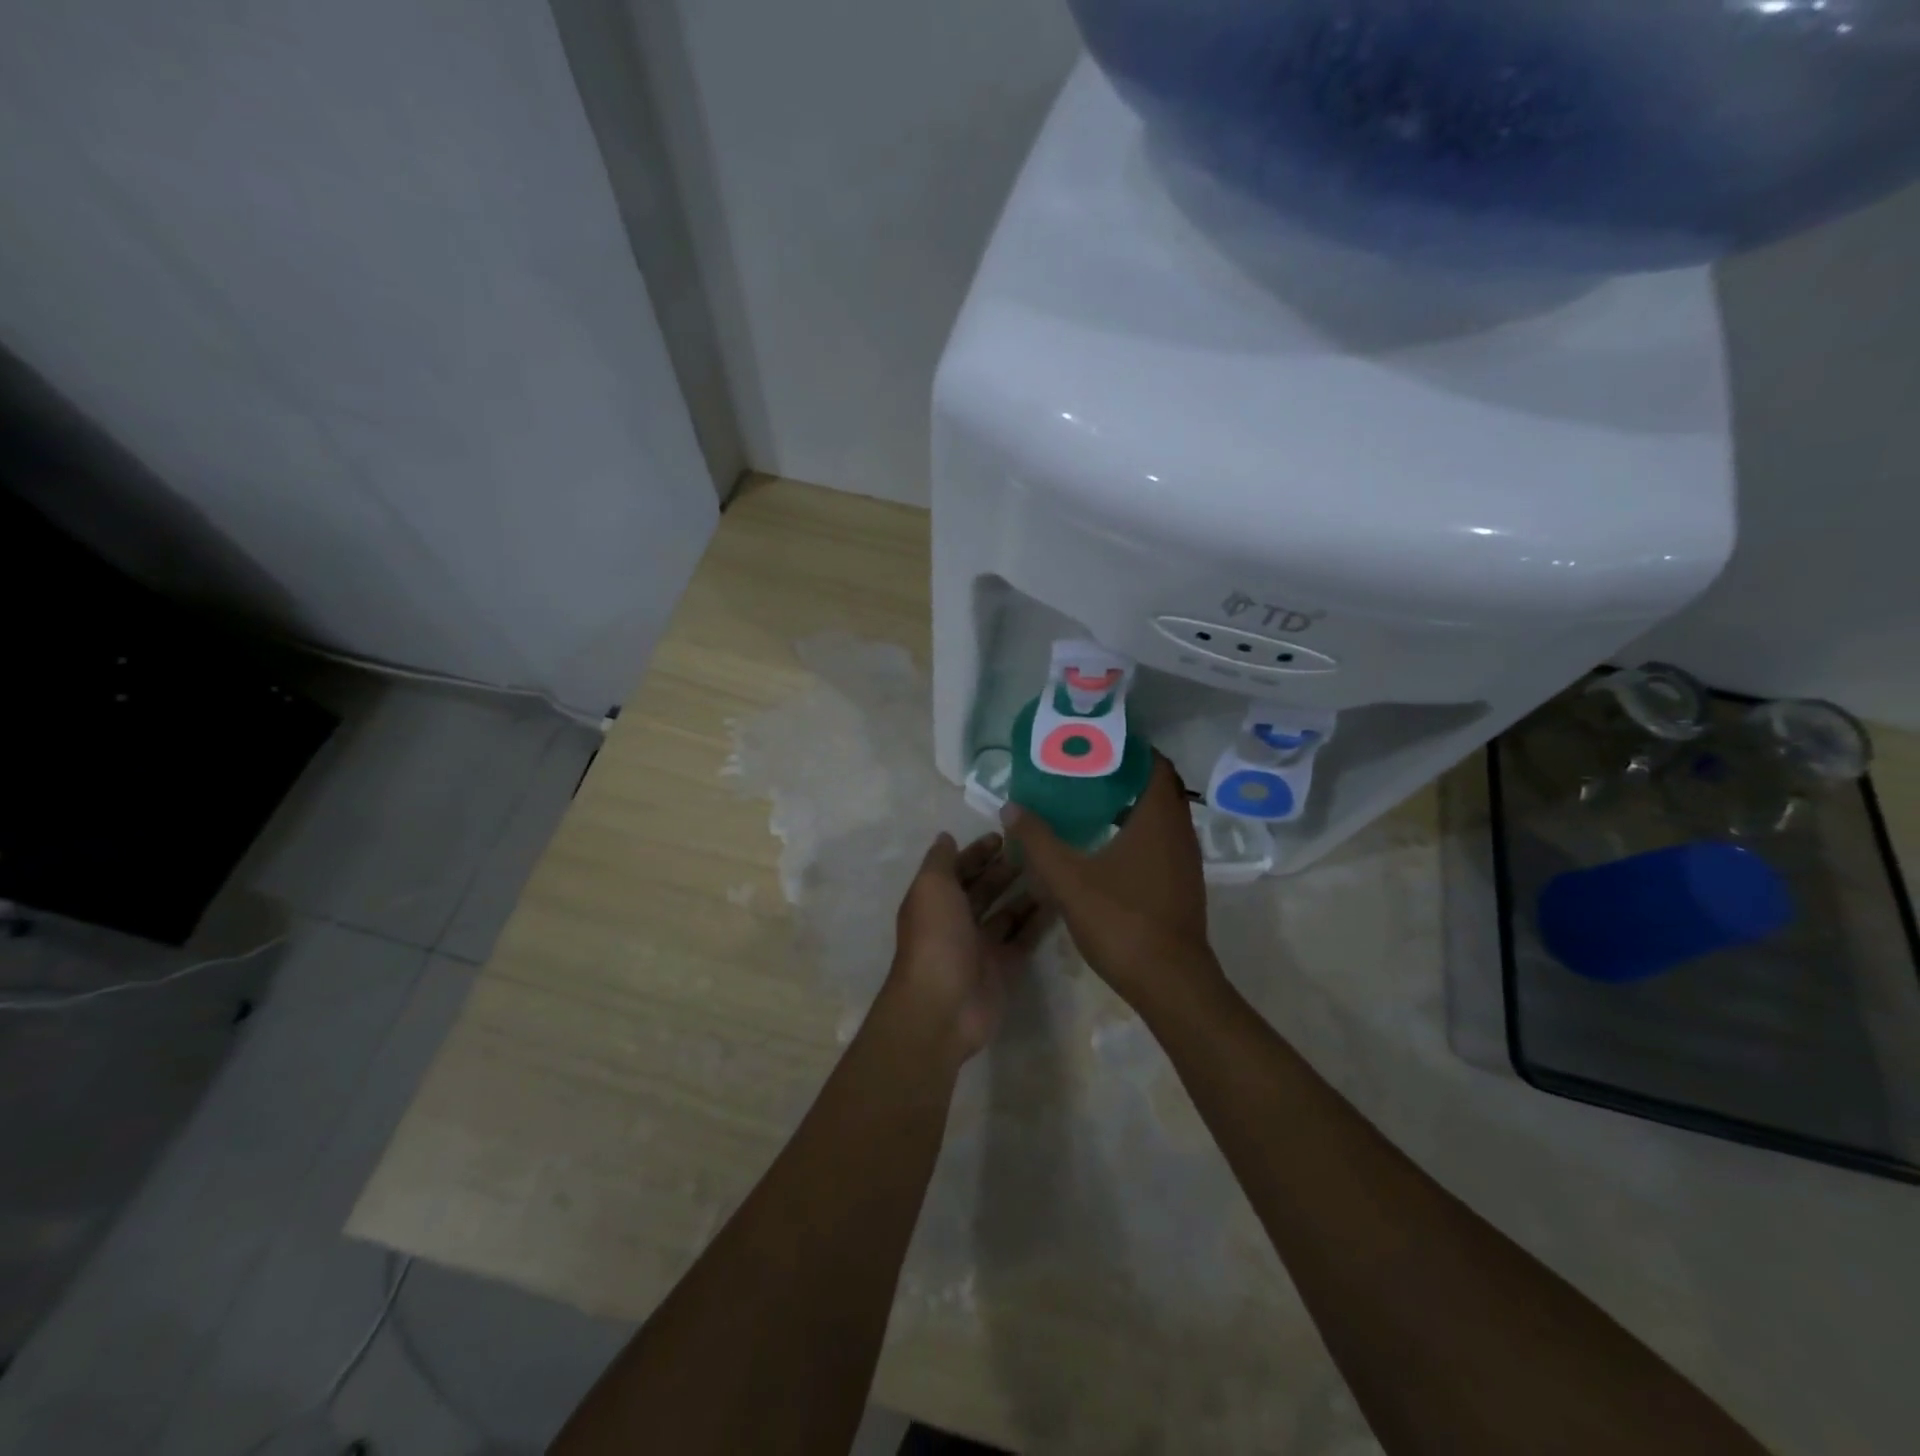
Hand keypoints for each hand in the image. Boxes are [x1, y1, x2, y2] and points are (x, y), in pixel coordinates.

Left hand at [885, 832, 1050, 1062]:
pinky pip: (1024, 938)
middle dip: (1004, 870)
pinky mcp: (1004, 967)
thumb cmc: (936, 937)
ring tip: (1051, 871)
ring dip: (1025, 893)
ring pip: (1006, 913)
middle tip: (1034, 851)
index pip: (958, 870)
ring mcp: (981, 947)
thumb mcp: (931, 887)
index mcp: (935, 902)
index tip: (1003, 836)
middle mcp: (957, 922)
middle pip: (983, 890)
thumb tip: (946, 837)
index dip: (977, 853)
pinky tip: (1060, 901)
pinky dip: (1039, 921)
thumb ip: (940, 861)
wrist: (944, 1006)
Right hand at [999, 757, 1219, 1012]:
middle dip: (1125, 774)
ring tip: (1089, 800)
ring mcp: (1185, 860)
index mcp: (1158, 819)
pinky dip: (1138, 830)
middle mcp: (1179, 832)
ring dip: (1131, 804)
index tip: (1096, 743)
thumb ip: (1038, 841)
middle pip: (1158, 787)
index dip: (1129, 749)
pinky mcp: (1182, 883)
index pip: (1155, 764)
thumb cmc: (1122, 921)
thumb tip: (1011, 807)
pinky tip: (1106, 844)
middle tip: (1085, 769)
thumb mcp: (1069, 879)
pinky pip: (1162, 840)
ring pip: (1161, 817)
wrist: (1170, 982)